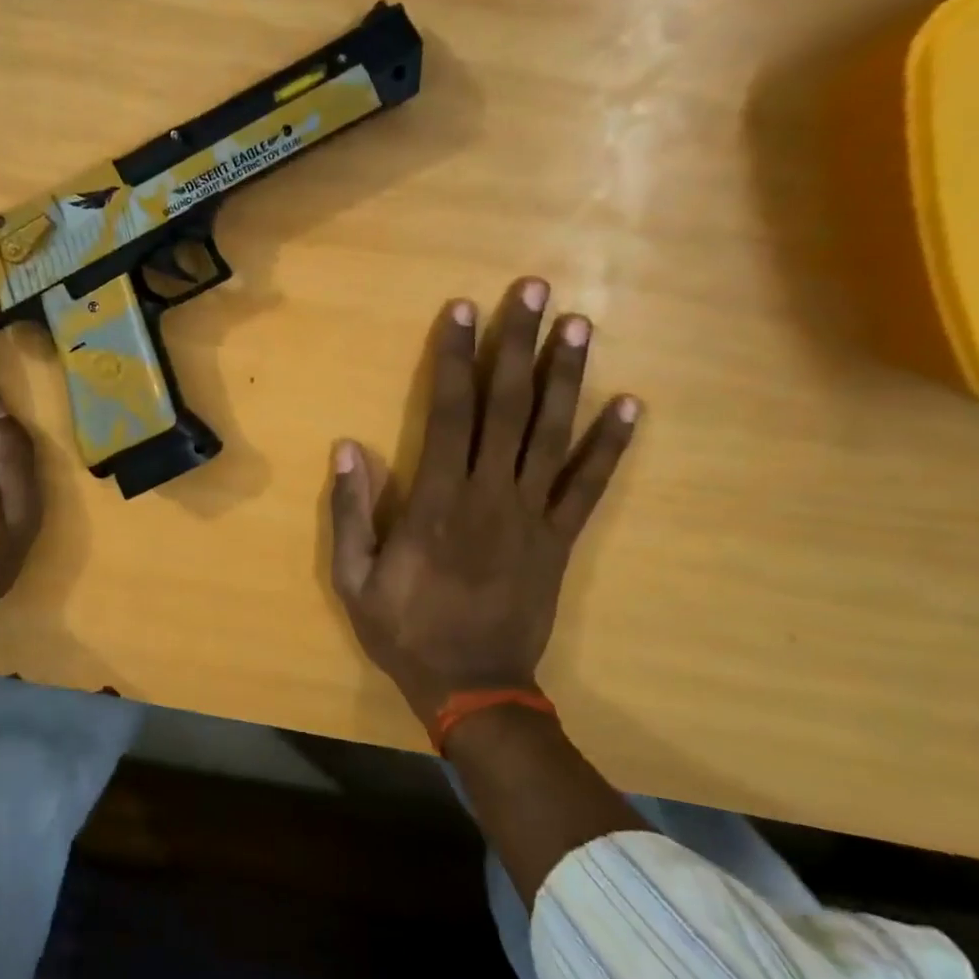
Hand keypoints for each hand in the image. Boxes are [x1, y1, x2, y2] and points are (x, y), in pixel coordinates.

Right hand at [328, 279, 639, 727]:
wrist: (473, 686)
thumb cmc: (405, 630)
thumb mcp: (354, 579)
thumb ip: (352, 513)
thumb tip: (348, 448)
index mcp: (437, 501)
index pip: (449, 413)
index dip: (456, 358)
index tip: (465, 311)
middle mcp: (489, 495)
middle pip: (507, 407)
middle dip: (518, 345)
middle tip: (535, 291)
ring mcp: (532, 515)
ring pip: (552, 434)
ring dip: (565, 377)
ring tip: (578, 326)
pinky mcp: (560, 539)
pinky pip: (589, 487)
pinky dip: (610, 446)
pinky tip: (629, 406)